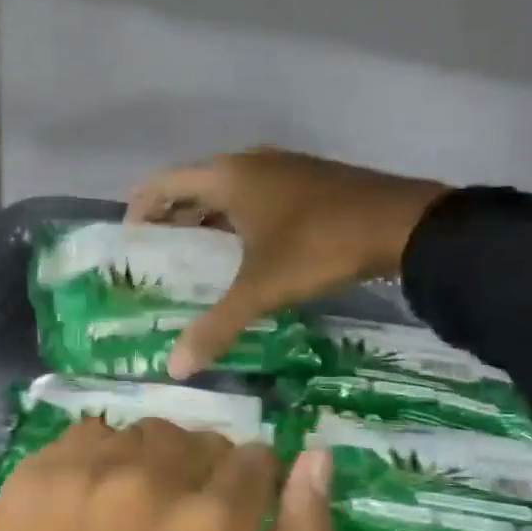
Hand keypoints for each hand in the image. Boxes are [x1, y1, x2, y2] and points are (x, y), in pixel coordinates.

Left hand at [0, 416, 333, 530]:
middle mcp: (150, 481)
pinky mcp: (34, 475)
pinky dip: (98, 462)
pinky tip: (85, 511)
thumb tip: (317, 458)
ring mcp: (85, 473)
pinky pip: (87, 436)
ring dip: (150, 464)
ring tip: (130, 521)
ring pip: (144, 433)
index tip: (233, 523)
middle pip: (198, 439)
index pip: (255, 458)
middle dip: (202, 476)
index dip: (251, 491)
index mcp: (211, 525)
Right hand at [127, 146, 447, 377]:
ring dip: (207, 218)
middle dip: (172, 217)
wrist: (401, 223)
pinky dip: (238, 218)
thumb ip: (216, 326)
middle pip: (194, 184)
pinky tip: (246, 251)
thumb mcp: (262, 289)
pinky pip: (257, 194)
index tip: (130, 241)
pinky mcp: (308, 179)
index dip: (140, 207)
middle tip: (158, 256)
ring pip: (229, 190)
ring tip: (195, 258)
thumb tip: (174, 367)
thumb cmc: (318, 247)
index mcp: (228, 176)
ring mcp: (283, 167)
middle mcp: (249, 163)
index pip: (164, 182)